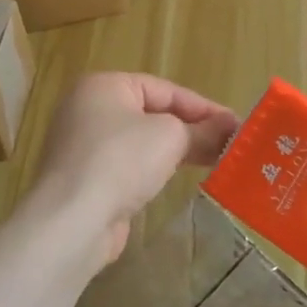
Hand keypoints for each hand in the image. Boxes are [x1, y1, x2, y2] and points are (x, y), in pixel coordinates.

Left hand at [25, 73, 238, 268]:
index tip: (235, 124)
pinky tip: (174, 181)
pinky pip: (127, 166)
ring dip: (173, 150)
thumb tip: (230, 128)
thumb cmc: (120, 160)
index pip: (164, 89)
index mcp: (104, 86)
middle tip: (228, 144)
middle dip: (190, 129)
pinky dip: (152, 171)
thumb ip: (201, 131)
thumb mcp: (169, 137)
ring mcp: (83, 146)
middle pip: (151, 114)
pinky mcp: (85, 180)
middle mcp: (88, 110)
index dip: (202, 107)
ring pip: (140, 142)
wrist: (72, 220)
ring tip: (211, 162)